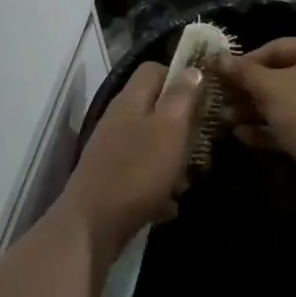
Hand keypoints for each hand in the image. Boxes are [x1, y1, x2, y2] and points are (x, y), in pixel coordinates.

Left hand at [60, 62, 198, 253]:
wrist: (92, 227)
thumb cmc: (137, 171)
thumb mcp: (170, 128)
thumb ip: (182, 97)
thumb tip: (192, 70)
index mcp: (132, 99)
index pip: (155, 69)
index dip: (181, 78)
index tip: (203, 99)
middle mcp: (120, 119)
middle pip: (157, 108)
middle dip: (184, 126)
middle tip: (202, 145)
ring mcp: (113, 150)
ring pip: (154, 143)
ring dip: (174, 160)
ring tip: (187, 180)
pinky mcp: (112, 179)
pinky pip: (143, 174)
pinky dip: (159, 186)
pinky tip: (169, 204)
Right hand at [217, 36, 295, 199]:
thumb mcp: (271, 89)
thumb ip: (244, 73)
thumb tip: (219, 59)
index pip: (276, 48)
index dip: (244, 63)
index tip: (220, 77)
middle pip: (282, 75)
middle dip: (249, 92)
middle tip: (221, 103)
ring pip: (288, 100)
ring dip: (256, 110)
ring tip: (226, 122)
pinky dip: (273, 126)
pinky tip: (244, 136)